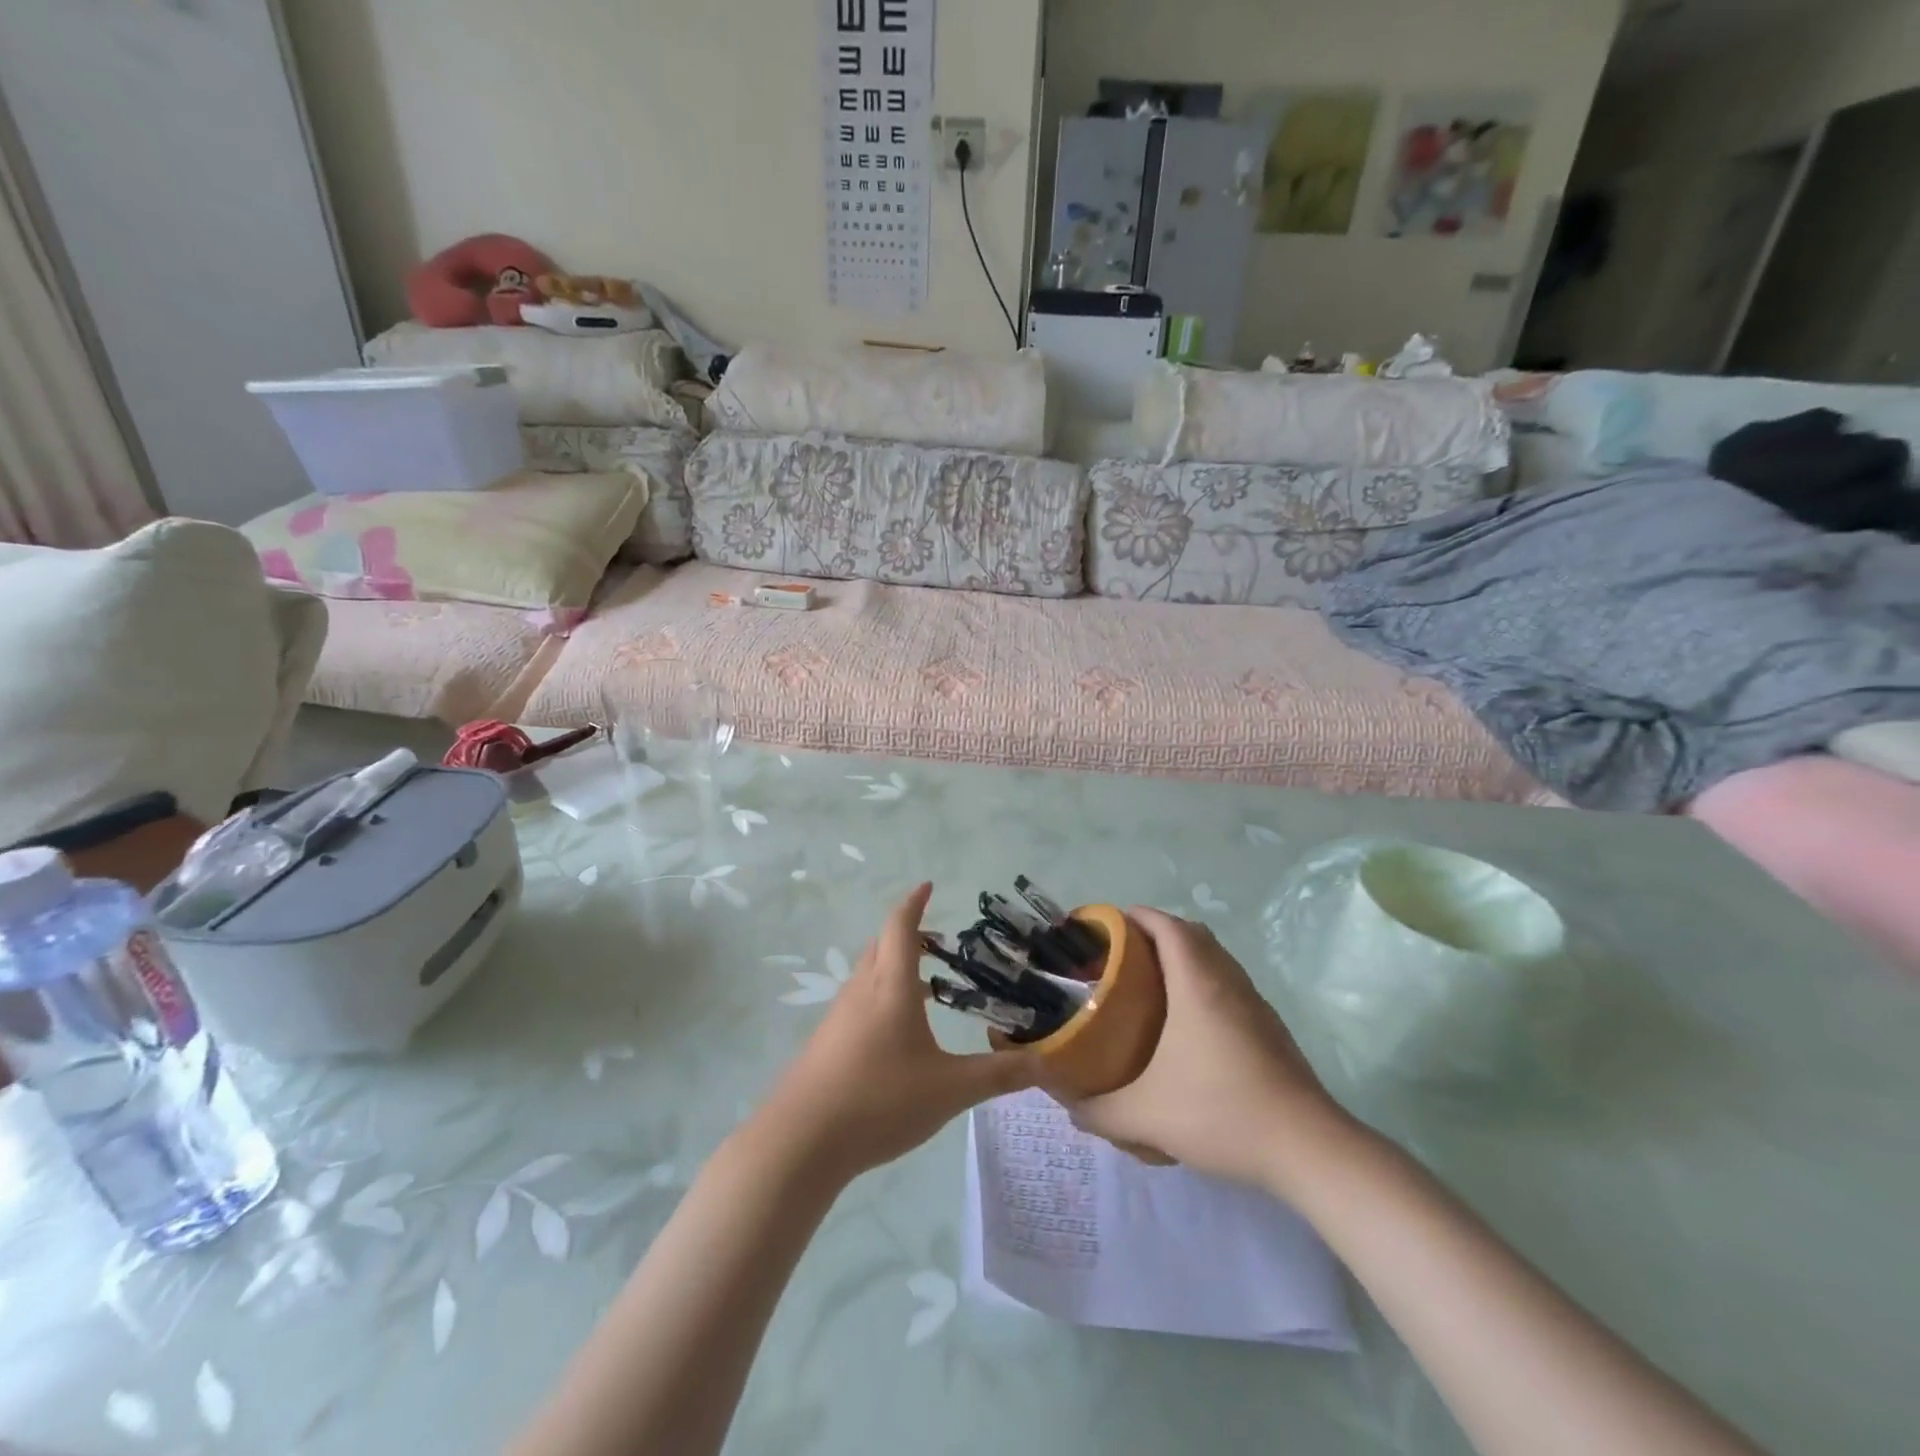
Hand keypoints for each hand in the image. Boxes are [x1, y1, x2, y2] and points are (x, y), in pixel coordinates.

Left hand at [757, 884, 1043, 1180]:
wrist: (801, 1140)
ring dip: (893, 966)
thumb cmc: (880, 1100)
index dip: (914, 902)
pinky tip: (895, 1034)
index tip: (927, 885)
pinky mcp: (826, 1042)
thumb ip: (997, 1075)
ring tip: (924, 988)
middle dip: (907, 933)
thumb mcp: (949, 1091)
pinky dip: (880, 996)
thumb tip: (1044, 1063)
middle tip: (937, 942)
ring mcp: (838, 1016)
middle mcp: (861, 990)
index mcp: (891, 986)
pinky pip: (857, 1001)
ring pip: (867, 973)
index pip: (901, 927)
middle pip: (881, 944)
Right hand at [1067, 907, 1353, 1195]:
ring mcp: (1255, 1004)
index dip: (1137, 916)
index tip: (1108, 926)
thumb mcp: (1147, 1116)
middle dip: (1157, 933)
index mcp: (1197, 984)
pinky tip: (1190, 1026)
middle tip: (1123, 956)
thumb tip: (1070, 1107)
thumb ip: (1100, 1111)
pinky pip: (1230, 985)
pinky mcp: (1271, 1028)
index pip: (1168, 926)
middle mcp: (1228, 982)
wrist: (1308, 1147)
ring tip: (1151, 986)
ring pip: (1216, 959)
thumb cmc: (1221, 1112)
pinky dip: (1205, 984)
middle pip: (1192, 934)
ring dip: (1185, 957)